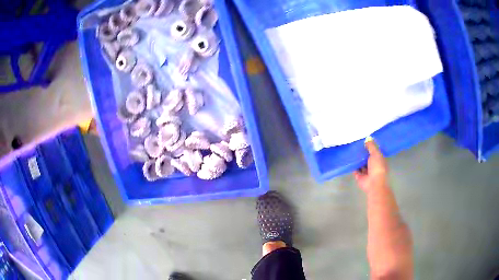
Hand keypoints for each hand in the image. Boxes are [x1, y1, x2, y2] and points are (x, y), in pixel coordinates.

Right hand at [354, 137, 387, 191]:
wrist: (374, 183)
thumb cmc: (378, 167)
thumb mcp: (376, 153)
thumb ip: (371, 146)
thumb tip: (368, 138)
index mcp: (379, 160)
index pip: (374, 152)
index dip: (370, 146)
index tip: (363, 140)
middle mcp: (373, 165)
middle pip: (367, 158)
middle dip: (362, 152)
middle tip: (355, 144)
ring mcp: (366, 171)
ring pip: (361, 163)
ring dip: (357, 159)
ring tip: (350, 150)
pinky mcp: (359, 176)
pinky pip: (355, 169)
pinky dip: (352, 166)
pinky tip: (348, 159)